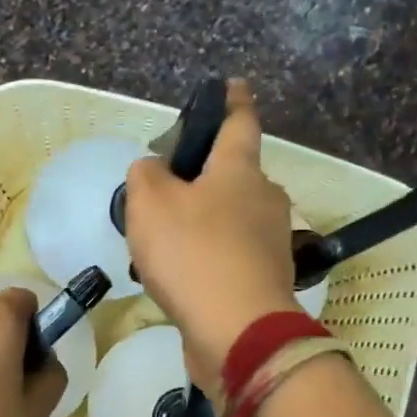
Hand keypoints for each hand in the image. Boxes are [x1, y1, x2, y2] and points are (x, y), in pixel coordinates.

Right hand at [124, 79, 302, 396]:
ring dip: (199, 224)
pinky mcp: (264, 280)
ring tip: (159, 244)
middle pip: (232, 176)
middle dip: (203, 178)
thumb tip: (156, 171)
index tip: (232, 85)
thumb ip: (146, 175)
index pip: (239, 122)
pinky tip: (177, 277)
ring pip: (228, 219)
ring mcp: (269, 242)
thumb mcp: (150, 203)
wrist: (237, 332)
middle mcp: (264, 199)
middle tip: (163, 193)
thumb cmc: (194, 254)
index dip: (232, 101)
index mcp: (240, 170)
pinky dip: (205, 258)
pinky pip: (228, 256)